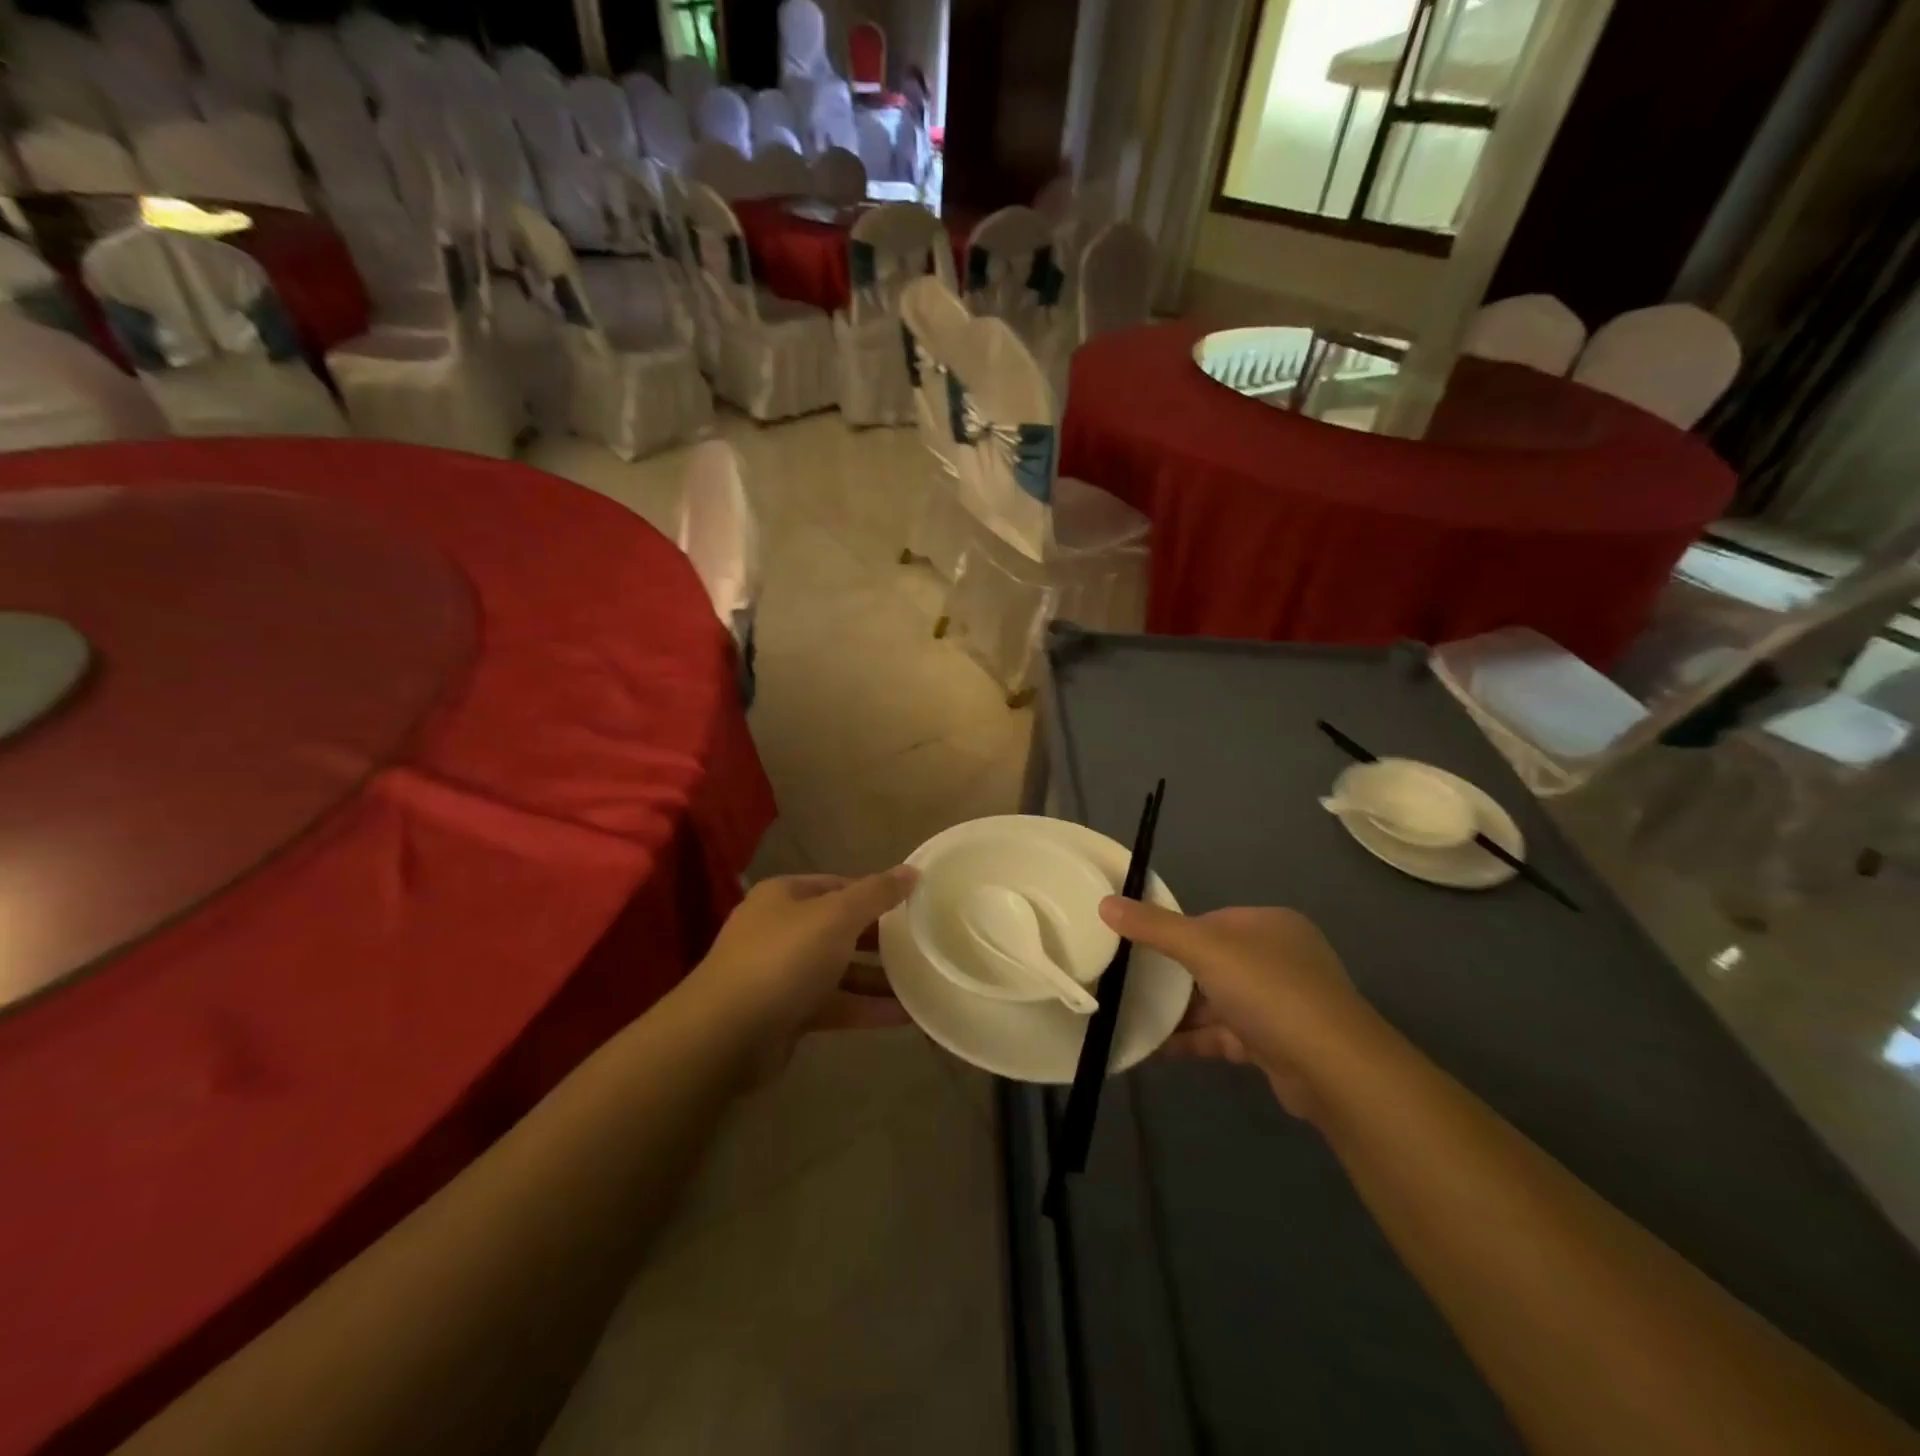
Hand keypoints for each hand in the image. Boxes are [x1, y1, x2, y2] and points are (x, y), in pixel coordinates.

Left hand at [693, 869, 916, 1045]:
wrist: (725, 1036)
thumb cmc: (784, 959)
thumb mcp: (837, 916)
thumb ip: (876, 893)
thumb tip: (911, 871)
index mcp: (785, 896)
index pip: (839, 885)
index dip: (875, 893)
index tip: (913, 906)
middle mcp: (780, 930)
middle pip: (839, 928)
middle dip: (879, 938)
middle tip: (922, 944)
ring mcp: (781, 974)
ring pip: (839, 970)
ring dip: (877, 977)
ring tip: (923, 981)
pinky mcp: (786, 1014)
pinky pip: (834, 1004)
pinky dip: (865, 1008)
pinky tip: (905, 1015)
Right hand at [1100, 900, 1374, 1119]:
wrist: (1333, 1069)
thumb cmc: (1268, 990)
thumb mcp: (1204, 948)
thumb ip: (1154, 927)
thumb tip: (1105, 903)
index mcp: (1269, 925)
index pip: (1211, 921)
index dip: (1174, 932)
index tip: (1136, 946)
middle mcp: (1279, 959)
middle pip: (1212, 962)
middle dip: (1172, 976)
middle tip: (1127, 982)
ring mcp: (1280, 1004)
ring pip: (1216, 1001)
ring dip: (1179, 1012)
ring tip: (1130, 1015)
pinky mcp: (1275, 1045)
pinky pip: (1223, 1035)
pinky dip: (1192, 1040)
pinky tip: (1154, 1049)